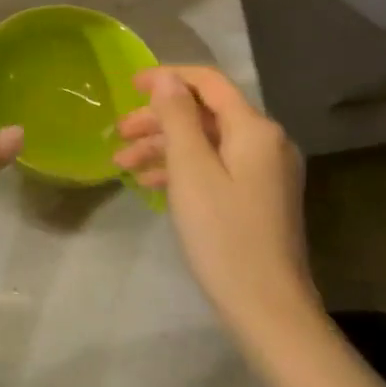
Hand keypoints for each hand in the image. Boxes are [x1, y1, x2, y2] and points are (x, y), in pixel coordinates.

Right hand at [113, 67, 315, 331]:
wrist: (267, 308)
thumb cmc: (223, 234)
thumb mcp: (191, 169)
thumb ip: (177, 117)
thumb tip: (167, 78)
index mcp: (254, 128)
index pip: (208, 82)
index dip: (167, 78)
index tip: (129, 85)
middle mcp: (266, 141)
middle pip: (204, 113)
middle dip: (158, 119)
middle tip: (118, 133)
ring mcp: (264, 171)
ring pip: (206, 142)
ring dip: (164, 146)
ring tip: (123, 162)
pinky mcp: (258, 196)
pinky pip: (215, 166)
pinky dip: (182, 169)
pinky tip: (149, 183)